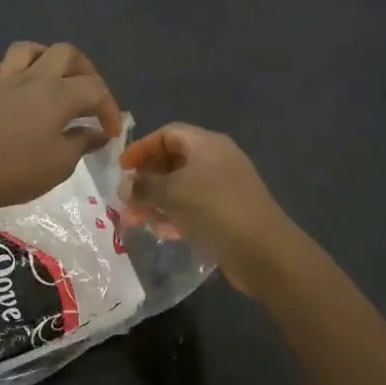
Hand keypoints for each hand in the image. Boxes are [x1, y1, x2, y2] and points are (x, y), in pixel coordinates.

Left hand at [0, 42, 123, 217]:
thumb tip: (98, 133)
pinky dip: (12, 73)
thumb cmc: (18, 170)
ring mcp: (4, 81)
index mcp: (59, 93)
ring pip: (28, 50)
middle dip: (85, 70)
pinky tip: (17, 89)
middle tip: (90, 96)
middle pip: (66, 53)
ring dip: (46, 58)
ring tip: (54, 79)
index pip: (95, 88)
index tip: (111, 133)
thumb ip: (82, 142)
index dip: (109, 108)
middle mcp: (34, 78)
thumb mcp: (61, 163)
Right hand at [119, 124, 291, 293]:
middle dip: (147, 180)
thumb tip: (124, 186)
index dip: (142, 148)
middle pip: (173, 161)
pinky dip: (175, 215)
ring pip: (181, 187)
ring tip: (136, 221)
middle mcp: (217, 160)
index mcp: (207, 144)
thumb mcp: (172, 193)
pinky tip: (160, 233)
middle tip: (126, 200)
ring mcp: (224, 188)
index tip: (122, 168)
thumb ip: (144, 186)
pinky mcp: (228, 213)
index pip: (167, 134)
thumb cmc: (214, 208)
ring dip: (157, 201)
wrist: (263, 251)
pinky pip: (194, 207)